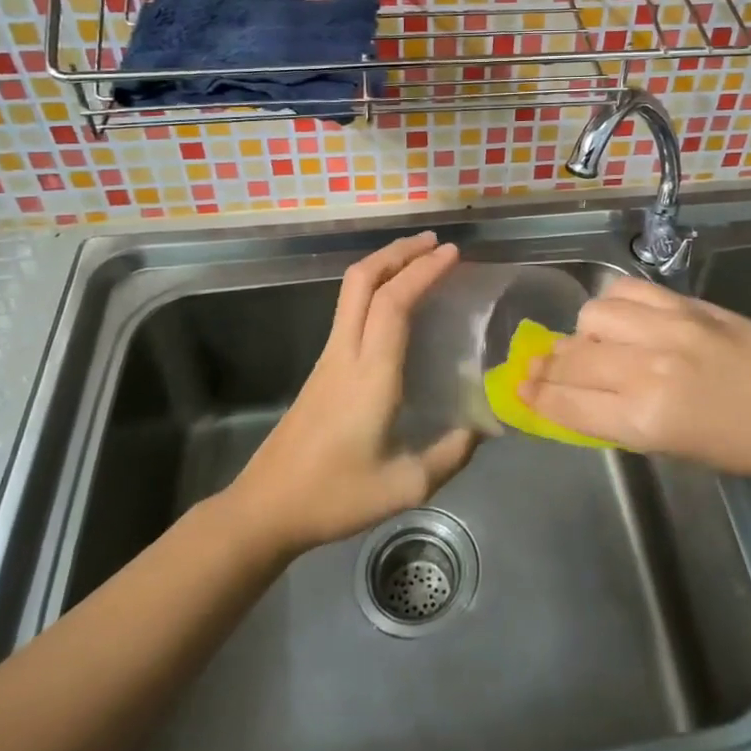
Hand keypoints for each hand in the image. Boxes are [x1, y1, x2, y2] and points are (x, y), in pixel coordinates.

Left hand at [227, 232, 477, 553]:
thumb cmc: (334, 496)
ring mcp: (329, 356)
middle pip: (363, 280)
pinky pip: (350, 309)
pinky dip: (375, 287)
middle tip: (436, 243)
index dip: (422, 270)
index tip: (452, 252)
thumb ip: (450, 455)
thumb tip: (484, 428)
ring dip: (385, 264)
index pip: (394, 302)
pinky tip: (396, 302)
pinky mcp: (322, 367)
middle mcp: (346, 352)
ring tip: (420, 259)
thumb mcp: (404, 487)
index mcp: (370, 374)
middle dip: (399, 251)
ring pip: (352, 290)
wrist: (266, 507)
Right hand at [520, 276, 750, 477]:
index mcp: (647, 420)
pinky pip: (625, 291)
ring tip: (592, 345)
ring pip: (592, 318)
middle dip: (546, 366)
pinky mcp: (684, 303)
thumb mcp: (676, 450)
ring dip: (582, 334)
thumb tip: (578, 398)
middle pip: (573, 359)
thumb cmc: (746, 446)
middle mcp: (648, 369)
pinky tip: (618, 317)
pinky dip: (611, 304)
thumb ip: (622, 420)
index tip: (516, 390)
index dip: (536, 397)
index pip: (569, 403)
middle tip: (536, 368)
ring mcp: (666, 328)